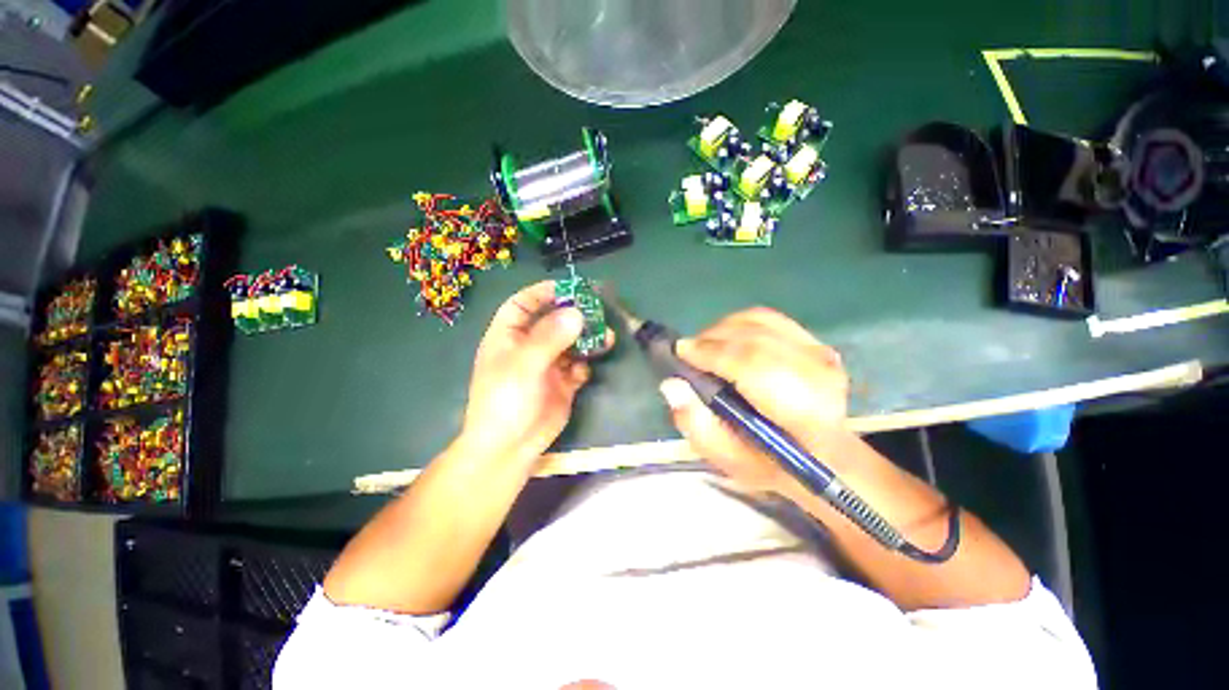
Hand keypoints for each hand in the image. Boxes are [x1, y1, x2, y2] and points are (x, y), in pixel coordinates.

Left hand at [458, 281, 612, 466]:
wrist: (510, 448)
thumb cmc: (506, 400)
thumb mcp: (524, 365)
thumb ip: (550, 337)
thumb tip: (577, 313)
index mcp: (508, 336)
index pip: (523, 304)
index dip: (543, 293)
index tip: (569, 287)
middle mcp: (529, 347)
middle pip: (553, 321)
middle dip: (574, 315)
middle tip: (597, 311)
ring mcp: (547, 366)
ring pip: (570, 343)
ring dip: (587, 340)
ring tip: (606, 337)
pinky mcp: (562, 384)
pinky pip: (577, 367)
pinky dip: (584, 365)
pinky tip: (584, 372)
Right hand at [658, 308, 848, 493]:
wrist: (824, 458)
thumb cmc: (773, 464)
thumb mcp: (729, 460)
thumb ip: (698, 426)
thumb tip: (671, 385)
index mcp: (804, 412)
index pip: (753, 365)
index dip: (712, 353)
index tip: (680, 352)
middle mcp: (819, 374)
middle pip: (755, 339)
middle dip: (712, 339)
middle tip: (687, 351)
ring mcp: (822, 353)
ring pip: (760, 322)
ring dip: (723, 329)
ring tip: (703, 346)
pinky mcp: (816, 342)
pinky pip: (769, 318)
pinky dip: (739, 322)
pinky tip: (725, 337)